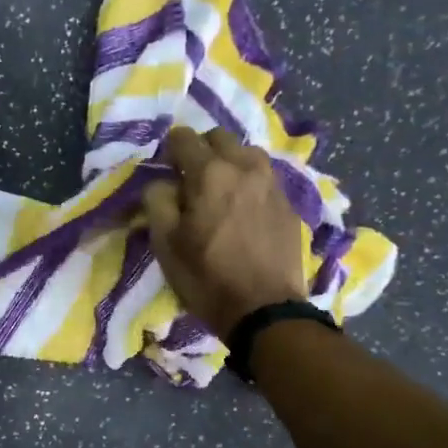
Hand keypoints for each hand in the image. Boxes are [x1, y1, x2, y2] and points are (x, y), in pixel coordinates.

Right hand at [141, 127, 306, 335]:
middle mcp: (245, 166)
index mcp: (210, 172)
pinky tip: (245, 212)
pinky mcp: (290, 204)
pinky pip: (265, 179)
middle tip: (193, 181)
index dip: (170, 151)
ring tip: (222, 192)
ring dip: (230, 163)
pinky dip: (250, 185)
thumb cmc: (207, 278)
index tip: (167, 172)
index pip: (183, 137)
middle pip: (219, 137)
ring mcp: (272, 184)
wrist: (266, 311)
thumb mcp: (165, 244)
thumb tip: (162, 182)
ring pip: (247, 154)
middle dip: (202, 151)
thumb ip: (157, 200)